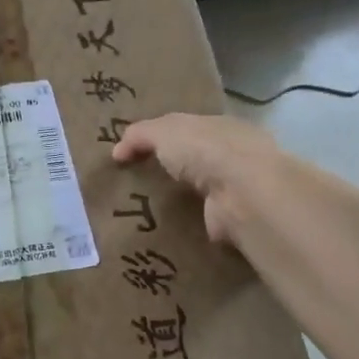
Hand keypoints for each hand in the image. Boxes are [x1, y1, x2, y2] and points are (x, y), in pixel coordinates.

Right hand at [112, 113, 285, 245]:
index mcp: (220, 127)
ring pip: (198, 192)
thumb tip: (116, 151)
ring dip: (177, 200)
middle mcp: (232, 156)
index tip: (137, 150)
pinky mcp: (229, 220)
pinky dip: (183, 226)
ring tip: (140, 209)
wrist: (242, 192)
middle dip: (171, 169)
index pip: (190, 129)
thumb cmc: (205, 149)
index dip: (164, 137)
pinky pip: (199, 221)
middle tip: (134, 181)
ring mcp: (234, 190)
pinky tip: (159, 230)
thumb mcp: (164, 131)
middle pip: (195, 160)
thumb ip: (140, 135)